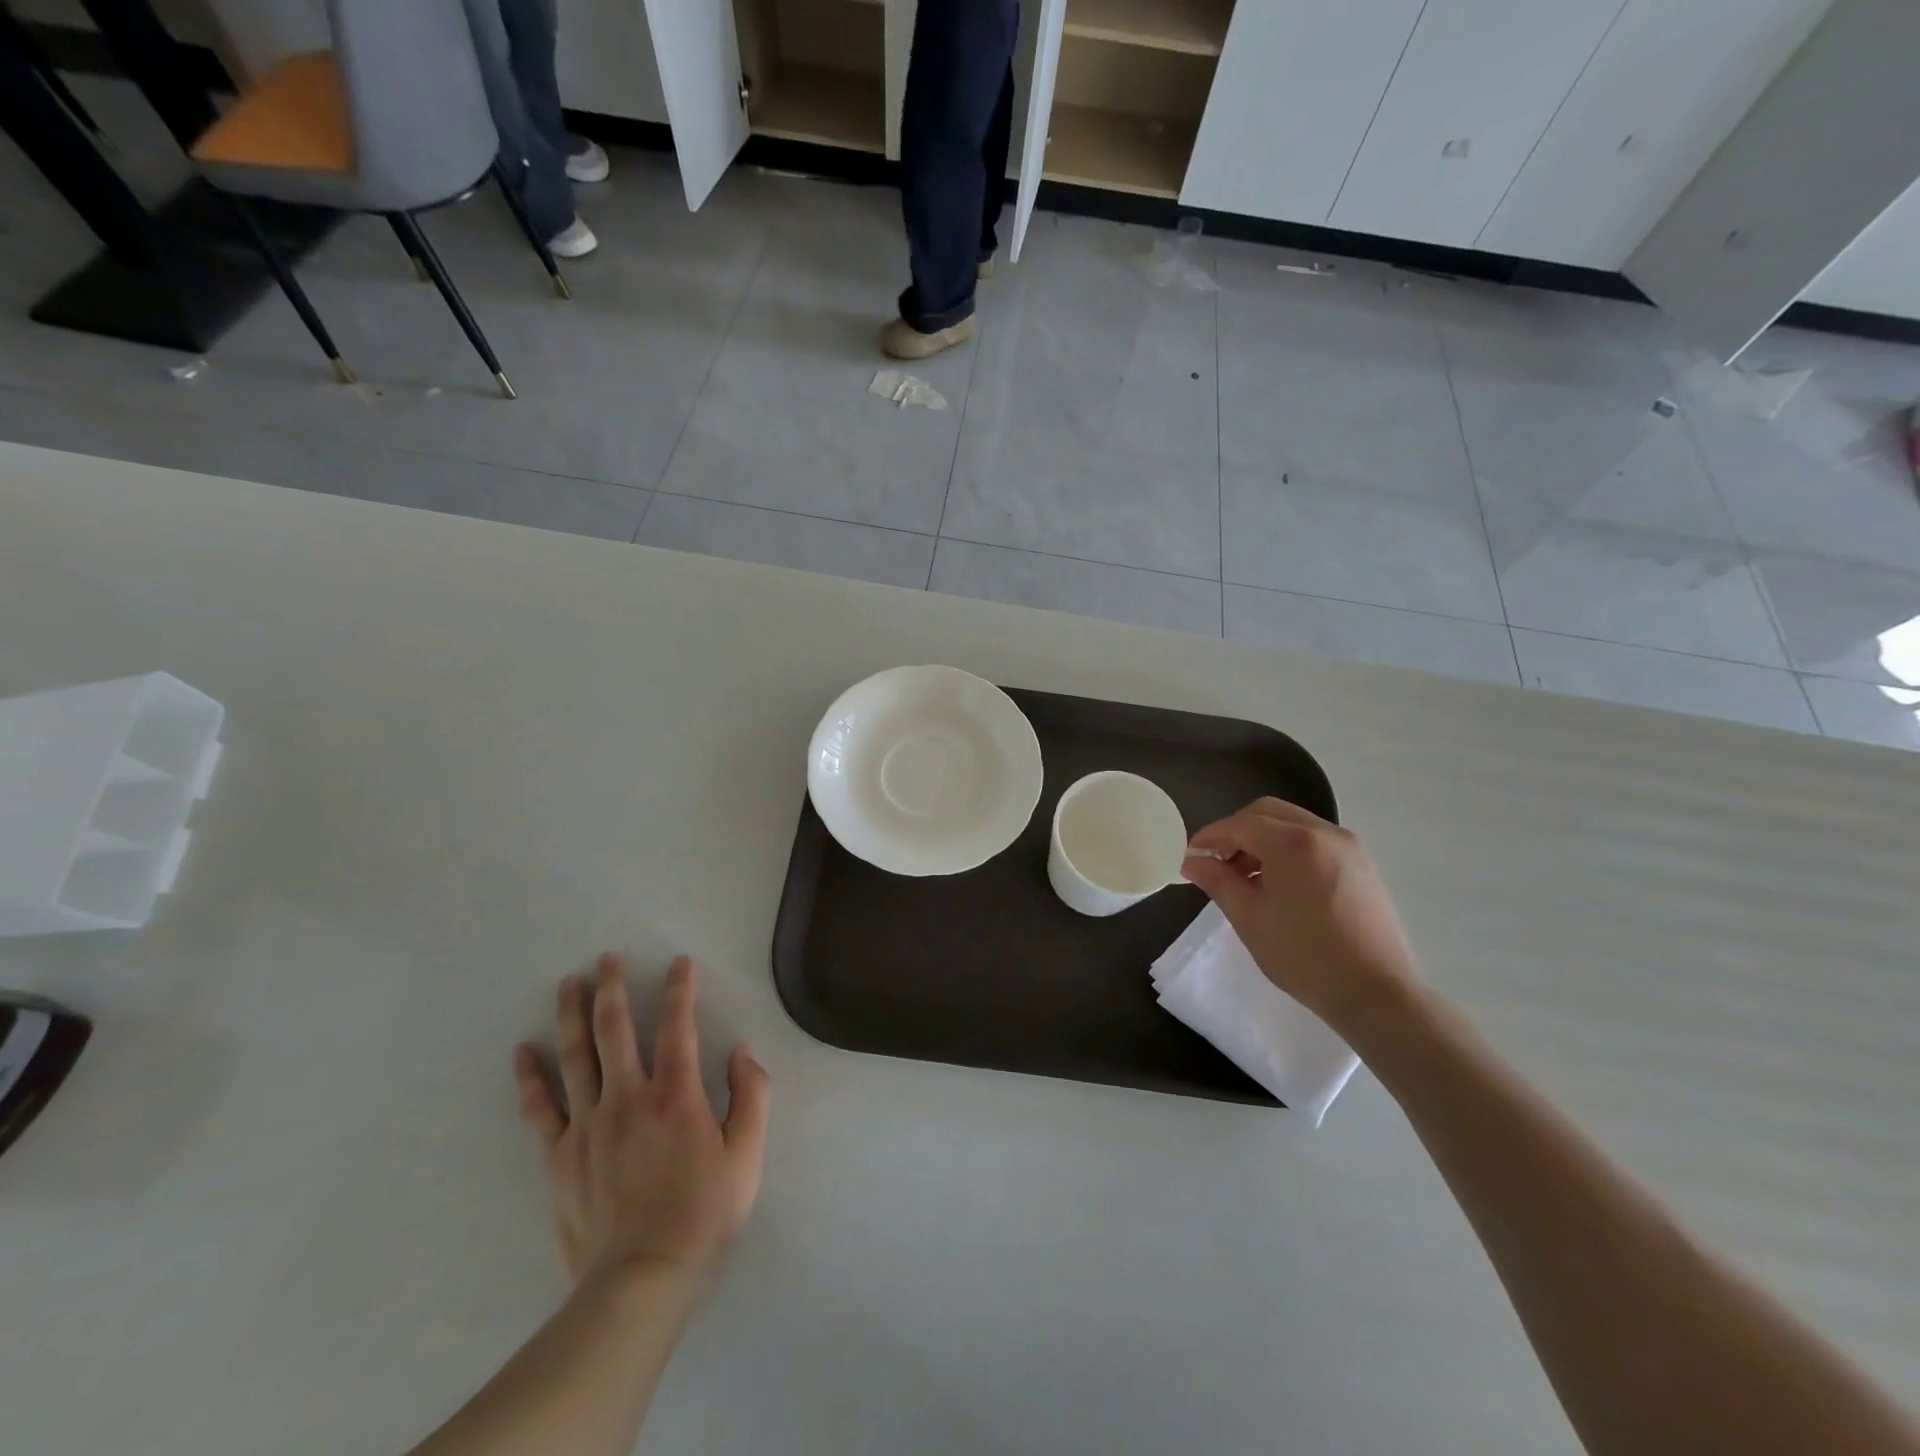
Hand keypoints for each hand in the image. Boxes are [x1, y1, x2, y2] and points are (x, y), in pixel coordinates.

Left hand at [513, 954, 770, 1292]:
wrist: (642, 1280)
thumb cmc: (703, 1214)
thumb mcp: (748, 1155)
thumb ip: (752, 1095)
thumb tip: (742, 1051)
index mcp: (676, 1094)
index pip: (677, 1026)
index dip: (680, 989)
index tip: (679, 962)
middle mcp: (628, 1097)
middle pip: (614, 1030)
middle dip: (611, 988)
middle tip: (605, 958)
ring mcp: (587, 1125)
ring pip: (575, 1057)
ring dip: (570, 1015)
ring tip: (567, 983)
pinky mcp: (559, 1156)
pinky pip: (540, 1108)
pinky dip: (529, 1078)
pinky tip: (522, 1052)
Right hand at [1181, 798, 1418, 1032]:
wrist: (1376, 993)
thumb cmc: (1303, 955)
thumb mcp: (1249, 918)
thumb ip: (1217, 881)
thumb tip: (1192, 862)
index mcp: (1292, 842)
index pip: (1239, 824)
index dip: (1209, 837)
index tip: (1190, 856)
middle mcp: (1323, 832)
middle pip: (1268, 813)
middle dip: (1237, 831)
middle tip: (1218, 862)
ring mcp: (1349, 847)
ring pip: (1294, 824)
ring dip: (1264, 839)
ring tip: (1248, 877)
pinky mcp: (1363, 865)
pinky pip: (1316, 840)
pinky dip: (1290, 849)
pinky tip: (1281, 884)